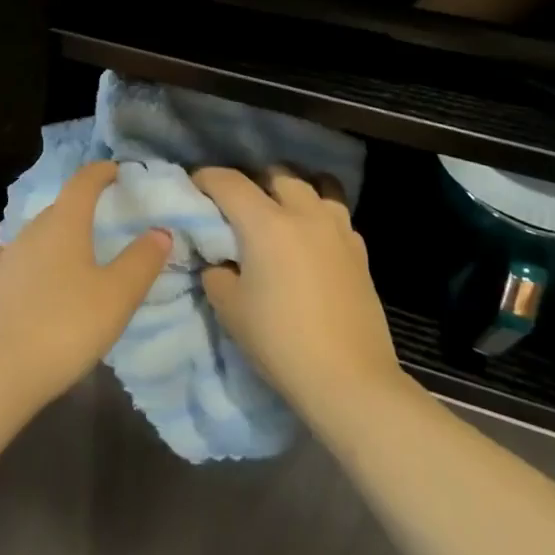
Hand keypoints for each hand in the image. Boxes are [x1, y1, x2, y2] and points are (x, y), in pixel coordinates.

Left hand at [0, 161, 172, 410]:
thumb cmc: (65, 326)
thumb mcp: (117, 296)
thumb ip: (141, 261)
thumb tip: (160, 231)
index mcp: (64, 224)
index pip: (82, 183)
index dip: (100, 172)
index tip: (114, 170)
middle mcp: (31, 231)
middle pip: (59, 209)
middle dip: (80, 208)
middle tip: (102, 221)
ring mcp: (4, 258)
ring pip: (36, 236)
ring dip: (55, 238)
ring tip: (72, 256)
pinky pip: (13, 261)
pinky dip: (29, 262)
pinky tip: (30, 277)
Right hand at [195, 167, 404, 424]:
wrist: (349, 380)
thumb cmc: (281, 342)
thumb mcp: (230, 309)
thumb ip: (217, 272)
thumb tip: (220, 260)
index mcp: (266, 223)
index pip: (229, 182)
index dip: (206, 178)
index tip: (194, 185)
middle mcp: (304, 214)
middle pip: (276, 174)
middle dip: (253, 181)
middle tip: (238, 206)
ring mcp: (337, 229)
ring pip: (314, 186)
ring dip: (292, 192)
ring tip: (280, 213)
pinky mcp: (360, 250)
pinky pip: (335, 215)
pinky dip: (318, 216)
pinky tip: (311, 241)